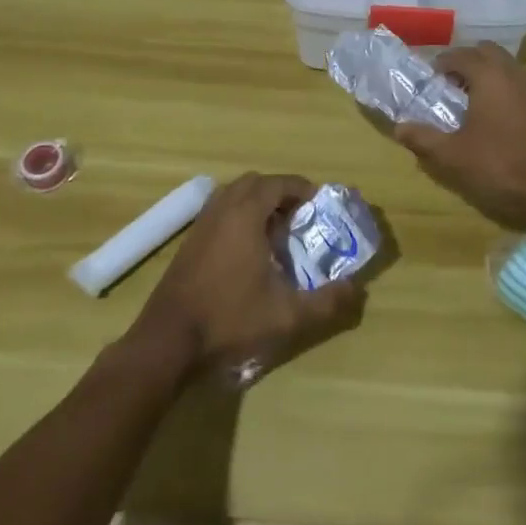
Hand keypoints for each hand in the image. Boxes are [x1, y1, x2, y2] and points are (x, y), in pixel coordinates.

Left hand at [131, 173, 364, 376]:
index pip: (278, 183)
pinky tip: (249, 249)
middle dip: (280, 192)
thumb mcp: (287, 316)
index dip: (302, 189)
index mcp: (246, 215)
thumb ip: (327, 302)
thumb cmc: (229, 319)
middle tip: (300, 216)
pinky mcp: (189, 241)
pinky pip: (220, 211)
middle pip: (255, 183)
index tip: (320, 204)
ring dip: (257, 202)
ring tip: (276, 230)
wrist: (168, 341)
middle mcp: (222, 209)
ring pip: (234, 194)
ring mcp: (201, 223)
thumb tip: (358, 290)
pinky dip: (239, 215)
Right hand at [394, 42, 525, 242]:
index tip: (429, 80)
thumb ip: (424, 139)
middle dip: (467, 63)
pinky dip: (506, 90)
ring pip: (508, 67)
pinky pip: (522, 84)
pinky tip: (499, 119)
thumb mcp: (454, 157)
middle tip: (450, 86)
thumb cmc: (502, 167)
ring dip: (488, 75)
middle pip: (487, 52)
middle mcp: (515, 72)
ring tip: (472, 103)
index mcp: (489, 75)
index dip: (441, 64)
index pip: (460, 55)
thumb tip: (399, 128)